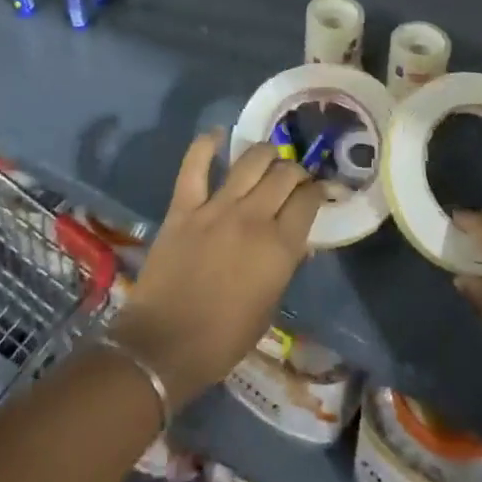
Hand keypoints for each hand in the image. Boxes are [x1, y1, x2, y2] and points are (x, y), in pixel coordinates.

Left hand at [111, 132, 323, 401]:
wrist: (163, 346)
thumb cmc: (223, 339)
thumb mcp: (269, 307)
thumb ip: (285, 266)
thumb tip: (298, 240)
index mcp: (279, 248)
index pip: (308, 200)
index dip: (318, 190)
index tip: (318, 191)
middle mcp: (253, 218)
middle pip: (284, 174)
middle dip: (295, 170)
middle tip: (294, 178)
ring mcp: (216, 208)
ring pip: (250, 161)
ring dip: (265, 154)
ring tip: (268, 158)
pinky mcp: (183, 207)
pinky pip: (194, 165)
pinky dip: (206, 144)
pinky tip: (218, 135)